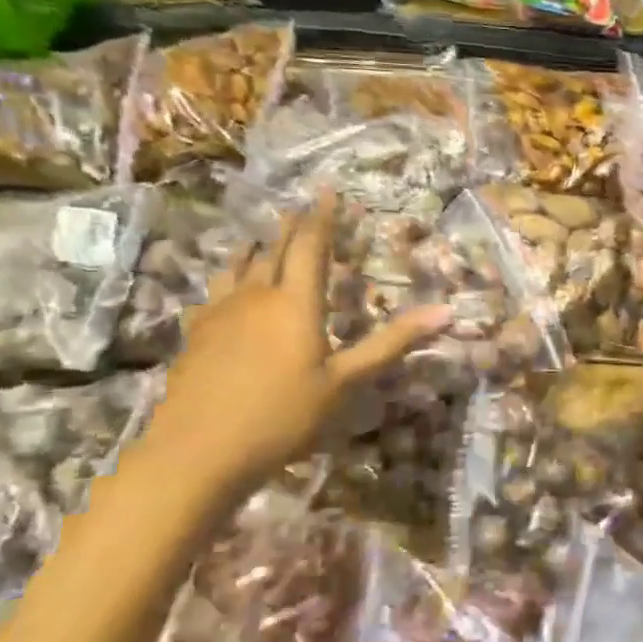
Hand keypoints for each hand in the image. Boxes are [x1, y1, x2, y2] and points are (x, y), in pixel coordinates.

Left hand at [141, 193, 449, 496]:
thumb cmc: (283, 415)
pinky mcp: (196, 334)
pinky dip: (227, 278)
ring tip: (261, 238)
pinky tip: (225, 290)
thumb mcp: (345, 382)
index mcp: (296, 303)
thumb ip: (391, 343)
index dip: (322, 218)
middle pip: (274, 250)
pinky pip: (215, 291)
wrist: (198, 450)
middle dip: (290, 227)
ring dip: (255, 248)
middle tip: (299, 208)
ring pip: (239, 267)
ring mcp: (221, 313)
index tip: (327, 191)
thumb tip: (446, 311)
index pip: (311, 246)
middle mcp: (257, 296)